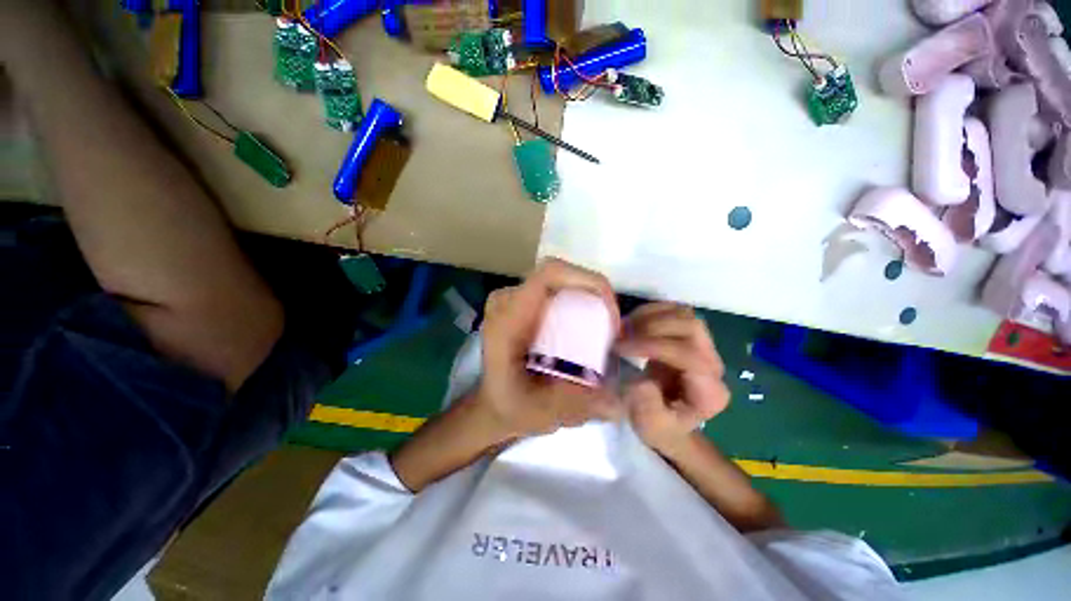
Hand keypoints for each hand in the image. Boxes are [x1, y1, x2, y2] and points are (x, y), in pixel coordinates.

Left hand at [474, 258, 622, 439]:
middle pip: (559, 276)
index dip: (587, 282)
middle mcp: (507, 300)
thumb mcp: (545, 412)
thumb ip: (581, 404)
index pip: (548, 276)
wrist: (494, 401)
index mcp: (507, 320)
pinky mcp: (521, 300)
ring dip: (587, 297)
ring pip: (560, 280)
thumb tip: (621, 399)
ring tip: (601, 329)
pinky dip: (577, 301)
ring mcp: (512, 297)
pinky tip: (585, 326)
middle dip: (593, 294)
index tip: (610, 313)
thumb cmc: (514, 407)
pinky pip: (555, 288)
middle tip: (611, 328)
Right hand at [616, 304, 729, 457]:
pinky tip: (633, 324)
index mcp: (709, 392)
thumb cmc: (660, 426)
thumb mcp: (650, 428)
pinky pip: (674, 310)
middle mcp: (713, 364)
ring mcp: (704, 346)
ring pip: (684, 314)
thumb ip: (647, 408)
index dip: (653, 346)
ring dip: (650, 317)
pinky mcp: (690, 335)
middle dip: (652, 328)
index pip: (689, 357)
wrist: (669, 421)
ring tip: (626, 329)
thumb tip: (639, 378)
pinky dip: (651, 311)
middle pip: (691, 327)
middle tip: (622, 337)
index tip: (620, 348)